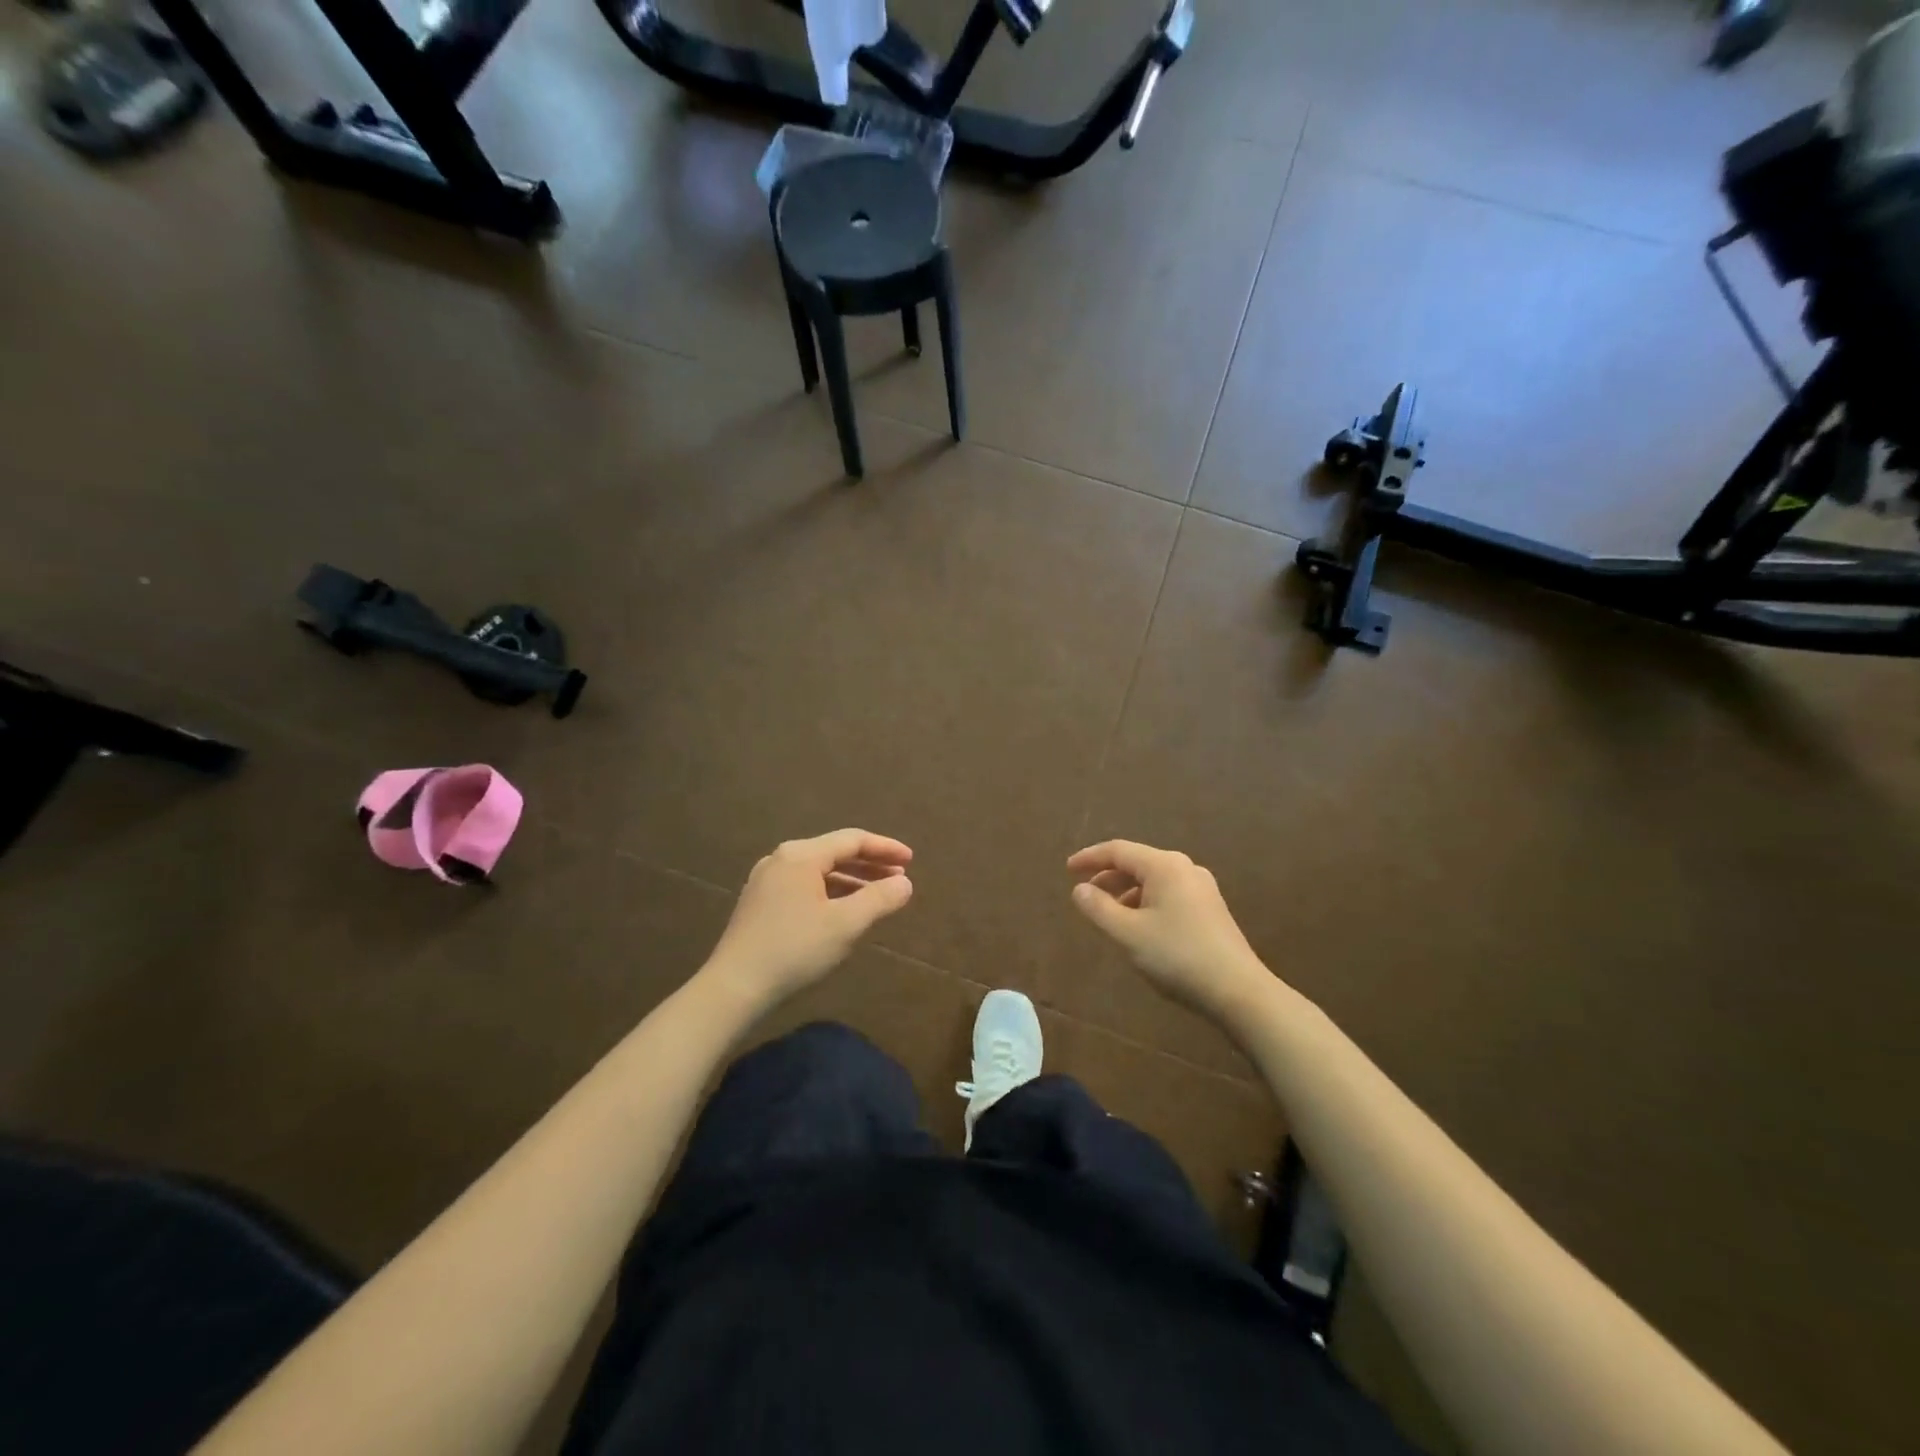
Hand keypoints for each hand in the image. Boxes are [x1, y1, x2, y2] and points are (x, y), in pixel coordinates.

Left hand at [705, 829, 913, 1006]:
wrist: (734, 987)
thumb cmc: (795, 950)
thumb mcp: (845, 924)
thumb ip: (879, 899)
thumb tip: (904, 883)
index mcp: (801, 855)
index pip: (852, 839)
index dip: (885, 847)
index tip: (911, 860)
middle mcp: (781, 859)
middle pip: (834, 852)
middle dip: (869, 864)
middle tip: (899, 877)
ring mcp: (766, 880)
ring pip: (819, 871)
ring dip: (851, 880)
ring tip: (877, 896)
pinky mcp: (760, 903)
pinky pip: (804, 886)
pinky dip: (830, 892)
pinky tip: (843, 911)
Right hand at [1067, 840, 1270, 1020]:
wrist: (1238, 990)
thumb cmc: (1177, 956)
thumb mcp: (1128, 933)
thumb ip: (1098, 908)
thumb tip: (1079, 890)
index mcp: (1164, 866)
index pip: (1118, 850)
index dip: (1090, 858)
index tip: (1067, 870)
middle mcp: (1184, 868)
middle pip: (1137, 862)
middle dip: (1107, 876)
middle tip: (1084, 893)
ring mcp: (1202, 888)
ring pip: (1153, 880)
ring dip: (1126, 892)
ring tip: (1108, 914)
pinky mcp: (1211, 908)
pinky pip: (1168, 893)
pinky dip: (1146, 902)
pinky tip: (1139, 926)